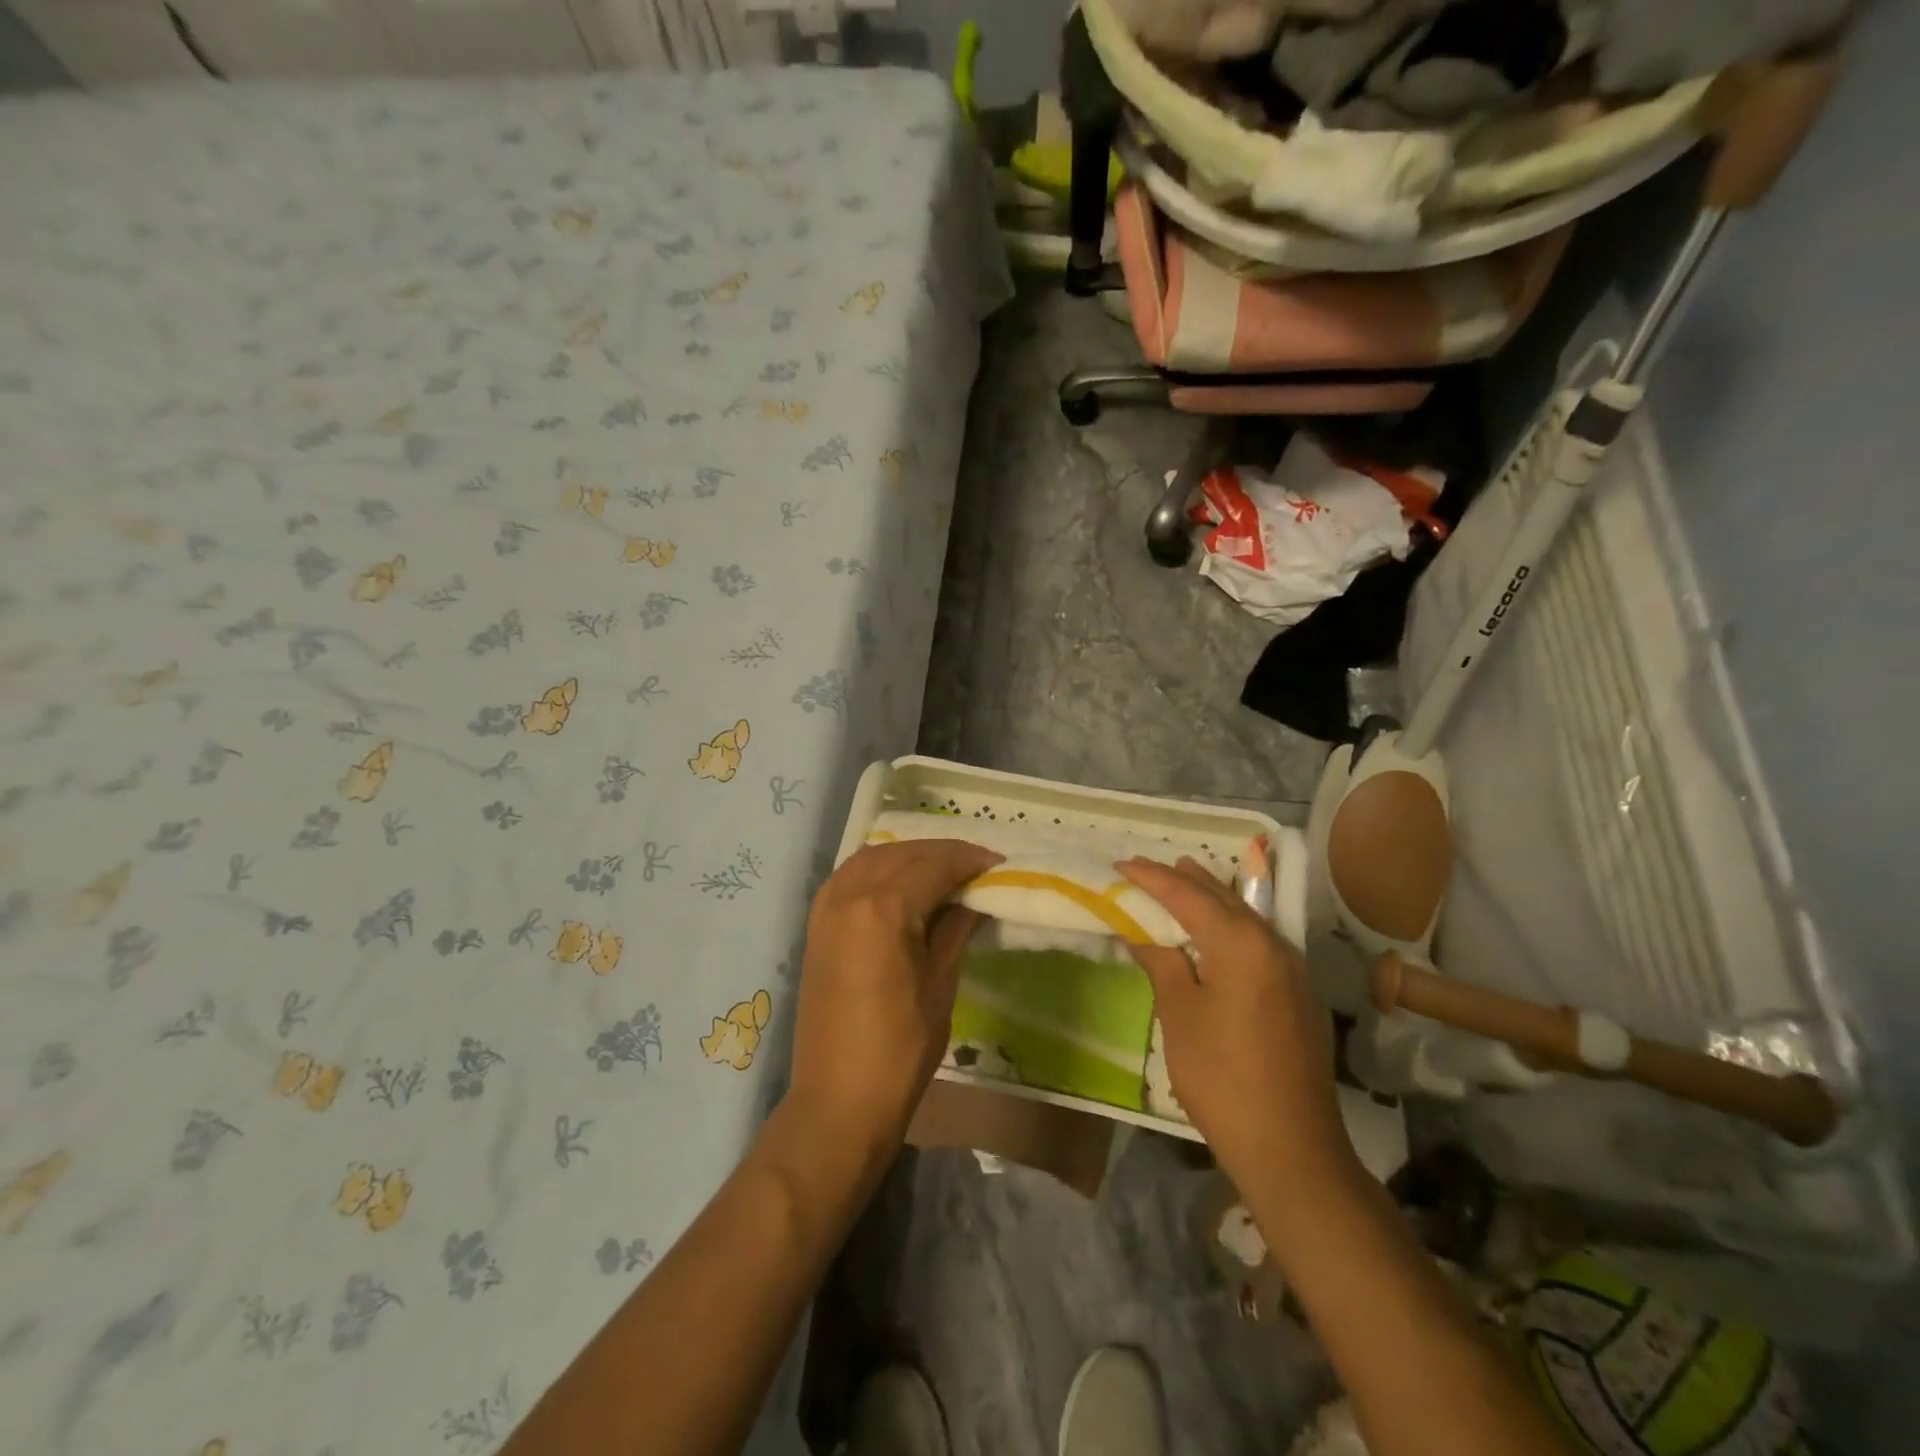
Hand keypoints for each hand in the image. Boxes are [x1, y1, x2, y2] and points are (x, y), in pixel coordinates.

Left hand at [783, 839, 1001, 1154]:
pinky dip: (878, 868)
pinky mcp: (815, 926)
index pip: (932, 865)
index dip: (968, 860)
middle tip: (976, 865)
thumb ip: (954, 929)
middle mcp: (848, 897)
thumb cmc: (899, 1051)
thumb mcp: (939, 985)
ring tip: (942, 870)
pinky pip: (849, 876)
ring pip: (871, 857)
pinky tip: (900, 883)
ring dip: (908, 855)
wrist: (837, 1101)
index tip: (998, 863)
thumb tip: (973, 897)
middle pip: (901, 854)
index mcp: (882, 911)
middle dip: (940, 852)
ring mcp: (826, 910)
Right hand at [1119, 857, 1352, 1184]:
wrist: (1290, 1146)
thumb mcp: (1180, 1014)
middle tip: (1148, 867)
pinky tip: (1215, 931)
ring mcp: (1293, 969)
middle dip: (1184, 879)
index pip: (1188, 896)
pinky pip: (1258, 941)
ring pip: (1245, 917)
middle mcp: (1274, 944)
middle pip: (1222, 898)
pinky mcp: (1298, 993)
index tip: (1121, 864)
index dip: (1152, 878)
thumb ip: (1161, 962)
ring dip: (1210, 898)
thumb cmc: (1222, 1076)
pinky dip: (1230, 925)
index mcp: (1242, 944)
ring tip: (1182, 879)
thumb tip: (1139, 930)